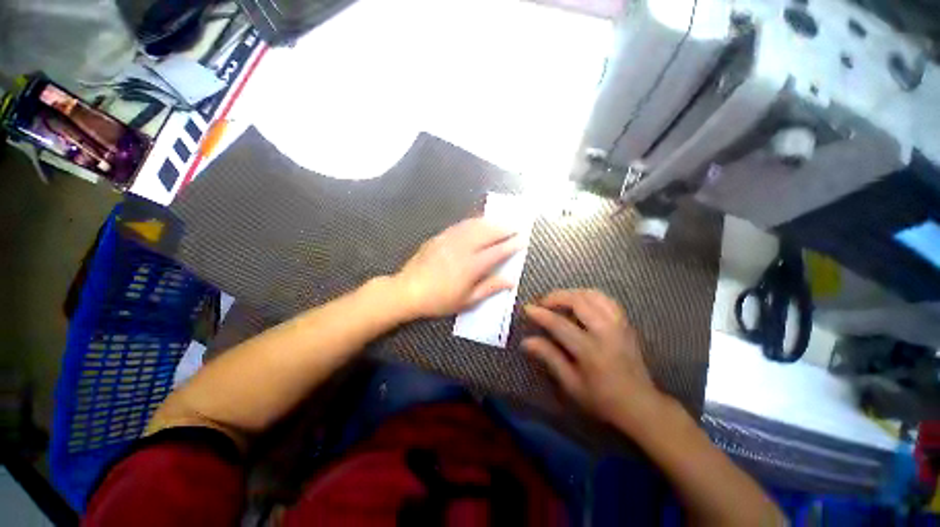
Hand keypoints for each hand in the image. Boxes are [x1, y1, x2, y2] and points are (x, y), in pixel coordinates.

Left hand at [393, 218, 519, 318]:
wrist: (408, 290)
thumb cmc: (439, 300)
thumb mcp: (466, 301)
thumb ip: (489, 288)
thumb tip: (510, 281)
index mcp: (472, 266)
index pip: (497, 251)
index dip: (512, 244)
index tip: (523, 239)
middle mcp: (463, 248)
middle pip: (488, 233)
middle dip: (505, 228)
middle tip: (517, 225)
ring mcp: (450, 240)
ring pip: (475, 225)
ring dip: (491, 222)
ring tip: (501, 220)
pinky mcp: (440, 237)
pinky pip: (460, 225)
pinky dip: (473, 221)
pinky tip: (478, 221)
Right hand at [523, 289, 666, 429]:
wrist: (640, 405)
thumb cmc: (602, 399)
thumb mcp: (571, 384)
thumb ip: (549, 357)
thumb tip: (526, 341)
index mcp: (590, 351)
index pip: (560, 324)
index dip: (541, 314)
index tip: (527, 308)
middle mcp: (606, 332)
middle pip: (579, 301)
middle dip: (556, 297)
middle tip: (542, 302)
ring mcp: (619, 325)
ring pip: (594, 295)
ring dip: (573, 293)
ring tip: (559, 300)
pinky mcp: (626, 324)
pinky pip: (606, 299)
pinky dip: (589, 296)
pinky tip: (580, 302)